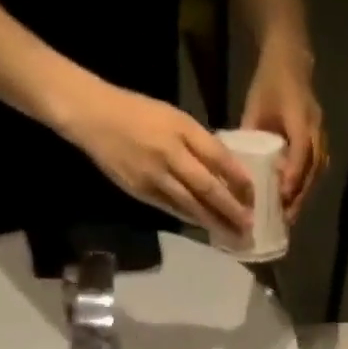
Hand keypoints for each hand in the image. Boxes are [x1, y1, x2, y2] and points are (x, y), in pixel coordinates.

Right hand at [62, 81, 253, 238]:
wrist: (93, 116)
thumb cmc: (138, 112)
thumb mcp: (173, 117)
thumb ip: (198, 142)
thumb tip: (226, 169)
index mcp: (181, 129)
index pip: (218, 157)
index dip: (238, 179)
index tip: (254, 196)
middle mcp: (170, 153)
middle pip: (207, 188)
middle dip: (231, 209)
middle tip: (249, 226)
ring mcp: (154, 176)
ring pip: (191, 205)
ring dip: (214, 222)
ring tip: (233, 236)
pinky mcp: (141, 191)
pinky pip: (172, 209)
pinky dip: (191, 219)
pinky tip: (205, 228)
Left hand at [241, 46, 324, 221]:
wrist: (291, 61)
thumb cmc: (269, 82)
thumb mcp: (255, 105)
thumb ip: (250, 133)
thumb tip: (239, 165)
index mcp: (299, 114)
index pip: (301, 149)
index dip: (293, 173)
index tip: (282, 195)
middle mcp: (315, 127)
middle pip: (312, 168)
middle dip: (299, 194)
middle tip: (285, 218)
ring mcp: (320, 135)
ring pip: (316, 172)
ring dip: (304, 195)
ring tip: (289, 217)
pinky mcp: (319, 142)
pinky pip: (316, 169)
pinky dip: (305, 187)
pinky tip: (293, 202)